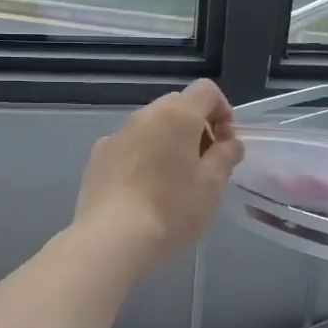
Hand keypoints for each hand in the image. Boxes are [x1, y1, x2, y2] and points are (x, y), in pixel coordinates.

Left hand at [73, 80, 244, 270]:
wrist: (111, 238)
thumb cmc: (171, 210)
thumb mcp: (212, 186)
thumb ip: (226, 157)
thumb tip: (229, 143)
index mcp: (176, 115)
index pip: (206, 90)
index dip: (223, 111)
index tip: (225, 144)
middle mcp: (144, 116)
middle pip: (177, 105)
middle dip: (196, 126)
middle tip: (204, 163)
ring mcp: (116, 135)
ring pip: (151, 125)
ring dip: (168, 140)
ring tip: (173, 179)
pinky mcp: (98, 157)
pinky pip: (129, 145)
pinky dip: (143, 155)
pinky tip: (143, 189)